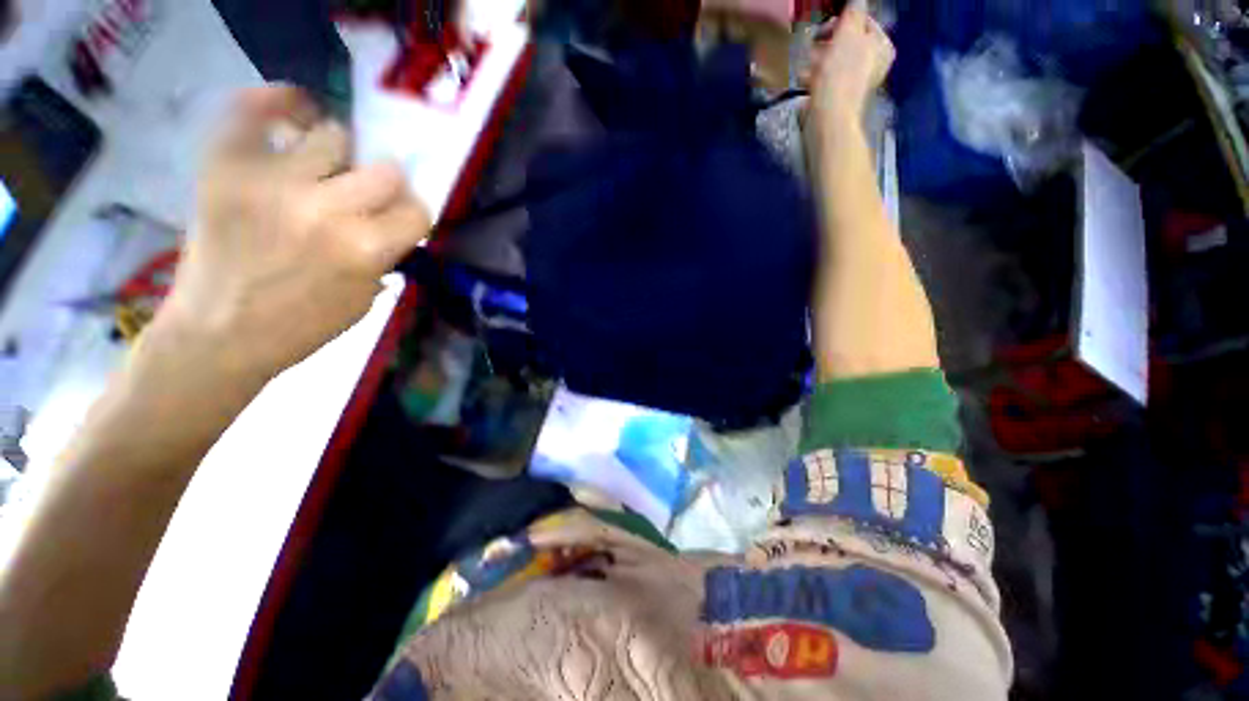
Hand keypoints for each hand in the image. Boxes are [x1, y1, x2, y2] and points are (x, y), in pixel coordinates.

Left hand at [159, 86, 430, 380]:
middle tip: (366, 196)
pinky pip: (252, 111)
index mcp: (365, 249)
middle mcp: (325, 209)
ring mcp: (271, 181)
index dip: (412, 215)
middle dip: (385, 185)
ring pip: (333, 135)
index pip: (417, 210)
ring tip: (323, 169)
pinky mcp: (225, 168)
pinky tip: (292, 111)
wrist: (220, 334)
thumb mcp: (367, 297)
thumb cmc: (303, 325)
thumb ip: (387, 252)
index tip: (399, 220)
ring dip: (338, 155)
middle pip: (386, 169)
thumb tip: (395, 218)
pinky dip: (275, 104)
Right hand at [803, 3, 894, 132]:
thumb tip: (856, 1)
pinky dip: (815, 78)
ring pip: (833, 61)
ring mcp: (855, 82)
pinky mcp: (838, 98)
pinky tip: (806, 81)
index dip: (841, 20)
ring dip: (817, 61)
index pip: (862, 20)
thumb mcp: (848, 34)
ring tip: (807, 66)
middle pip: (846, 41)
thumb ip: (854, 12)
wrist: (829, 119)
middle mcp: (873, 63)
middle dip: (827, 43)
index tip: (823, 26)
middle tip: (813, 46)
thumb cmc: (841, 75)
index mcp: (881, 45)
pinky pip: (825, 80)